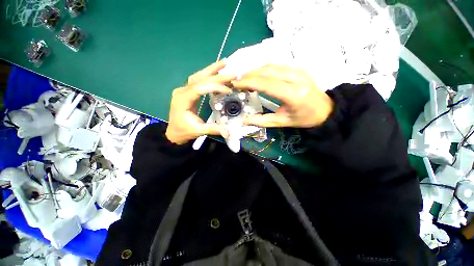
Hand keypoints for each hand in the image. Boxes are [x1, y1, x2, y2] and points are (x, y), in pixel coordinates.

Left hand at [165, 61, 235, 144]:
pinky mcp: (187, 91)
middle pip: (200, 79)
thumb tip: (228, 133)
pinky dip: (207, 75)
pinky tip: (215, 72)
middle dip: (217, 75)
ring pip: (198, 76)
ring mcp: (184, 90)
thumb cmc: (184, 131)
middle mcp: (182, 91)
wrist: (174, 132)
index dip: (214, 87)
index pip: (199, 88)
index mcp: (182, 100)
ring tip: (224, 63)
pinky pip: (198, 80)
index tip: (228, 90)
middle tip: (232, 72)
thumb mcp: (198, 131)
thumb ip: (213, 129)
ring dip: (211, 69)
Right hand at [232, 65, 333, 127]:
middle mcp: (296, 78)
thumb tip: (244, 121)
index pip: (266, 84)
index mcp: (293, 95)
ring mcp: (298, 71)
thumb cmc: (304, 118)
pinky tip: (257, 76)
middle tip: (237, 82)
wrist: (325, 109)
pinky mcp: (298, 68)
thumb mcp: (282, 122)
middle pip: (267, 71)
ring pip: (271, 66)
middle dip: (249, 75)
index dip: (248, 82)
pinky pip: (276, 66)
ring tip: (244, 79)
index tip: (235, 84)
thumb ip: (262, 121)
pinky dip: (263, 70)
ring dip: (255, 71)